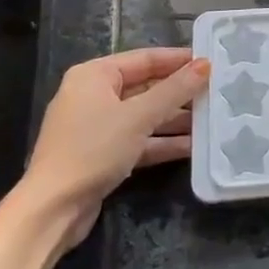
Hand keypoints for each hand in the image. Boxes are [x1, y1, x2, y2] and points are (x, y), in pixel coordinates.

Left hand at [15, 48, 210, 246]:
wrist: (52, 210)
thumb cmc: (93, 149)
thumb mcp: (138, 116)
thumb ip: (174, 90)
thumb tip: (205, 65)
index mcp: (94, 75)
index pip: (145, 59)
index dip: (178, 60)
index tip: (211, 61)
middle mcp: (93, 96)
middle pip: (145, 87)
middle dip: (179, 92)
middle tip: (216, 91)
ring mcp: (97, 127)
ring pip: (144, 116)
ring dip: (175, 119)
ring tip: (212, 119)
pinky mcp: (102, 155)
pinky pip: (138, 140)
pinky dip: (162, 142)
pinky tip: (193, 146)